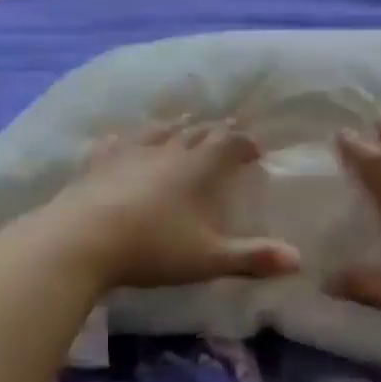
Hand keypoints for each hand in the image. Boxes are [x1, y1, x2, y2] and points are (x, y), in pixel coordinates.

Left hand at [41, 117, 301, 290]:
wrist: (81, 241)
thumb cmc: (151, 248)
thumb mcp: (207, 259)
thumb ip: (252, 258)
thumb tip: (298, 260)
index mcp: (196, 169)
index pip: (228, 144)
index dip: (245, 143)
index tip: (257, 148)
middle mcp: (165, 151)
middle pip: (195, 132)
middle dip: (215, 130)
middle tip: (226, 130)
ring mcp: (128, 153)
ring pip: (157, 130)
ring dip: (175, 126)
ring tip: (184, 122)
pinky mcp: (97, 164)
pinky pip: (115, 142)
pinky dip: (126, 138)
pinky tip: (121, 138)